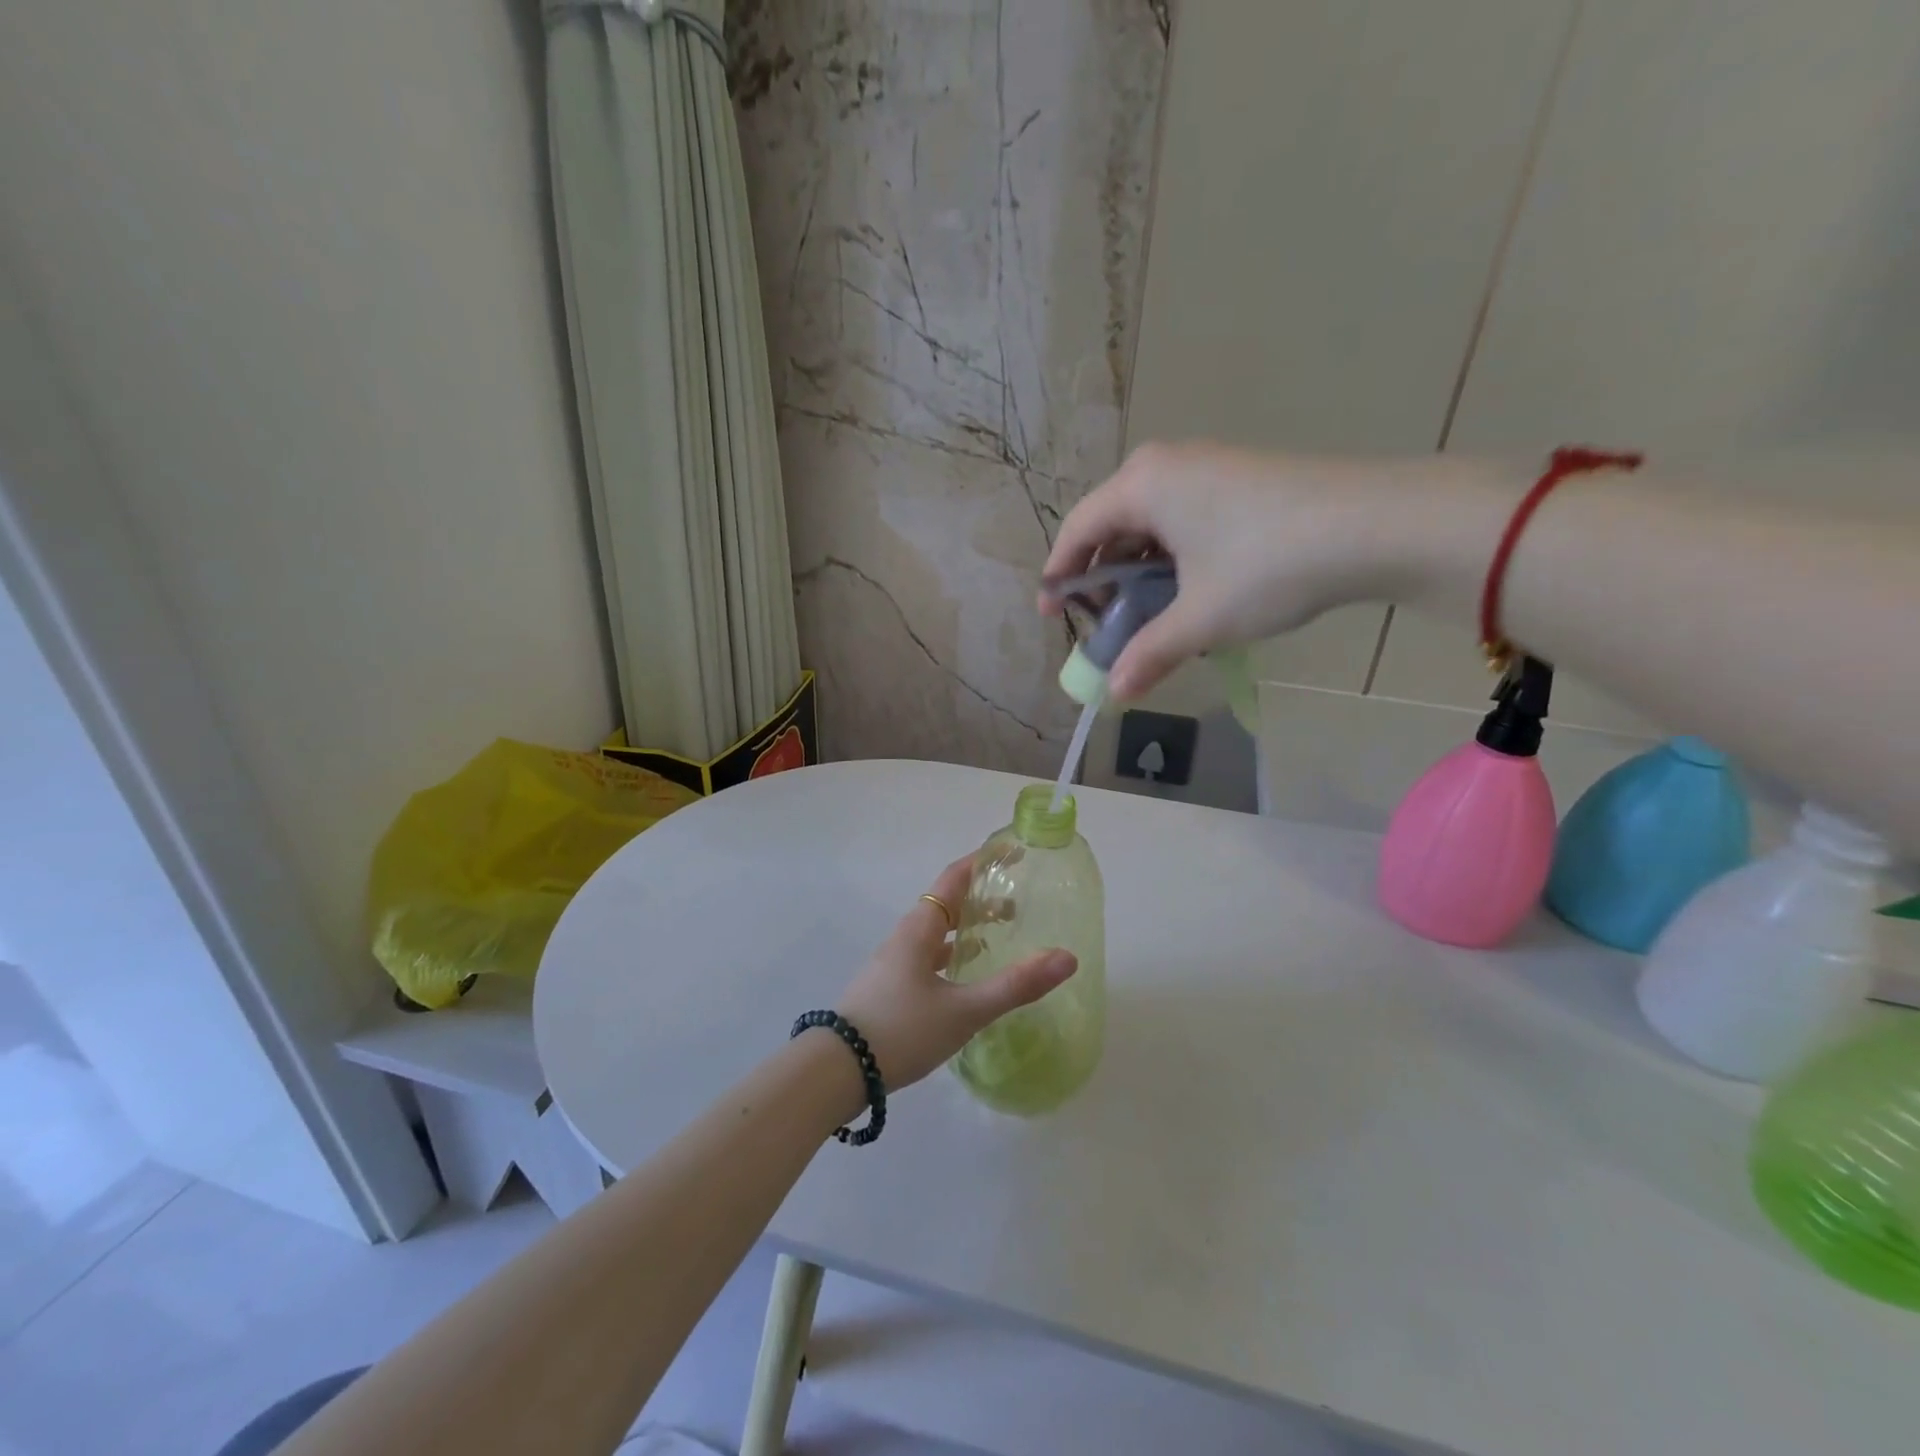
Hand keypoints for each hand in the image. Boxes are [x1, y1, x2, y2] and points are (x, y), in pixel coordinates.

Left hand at [835, 856, 1076, 1091]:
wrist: (837, 1070)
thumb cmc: (902, 1030)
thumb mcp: (964, 1010)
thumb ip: (1016, 985)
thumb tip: (1067, 958)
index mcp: (920, 928)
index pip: (954, 878)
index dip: (983, 862)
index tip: (1013, 852)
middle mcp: (906, 936)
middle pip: (947, 903)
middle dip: (982, 896)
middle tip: (1020, 900)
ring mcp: (895, 962)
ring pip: (938, 931)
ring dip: (968, 926)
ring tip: (1001, 934)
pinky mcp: (891, 986)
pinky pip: (929, 956)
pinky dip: (954, 953)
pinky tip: (967, 974)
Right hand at [1039, 443, 1424, 698]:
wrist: (1378, 525)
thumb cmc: (1268, 565)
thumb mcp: (1201, 618)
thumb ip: (1149, 653)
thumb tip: (1115, 694)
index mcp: (1142, 485)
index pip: (1077, 531)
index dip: (1058, 577)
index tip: (1052, 616)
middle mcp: (1166, 465)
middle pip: (1111, 526)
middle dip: (1102, 580)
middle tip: (1107, 625)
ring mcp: (1207, 468)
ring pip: (1150, 525)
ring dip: (1140, 574)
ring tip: (1151, 617)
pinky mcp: (1239, 480)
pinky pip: (1183, 521)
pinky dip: (1173, 560)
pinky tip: (1192, 594)